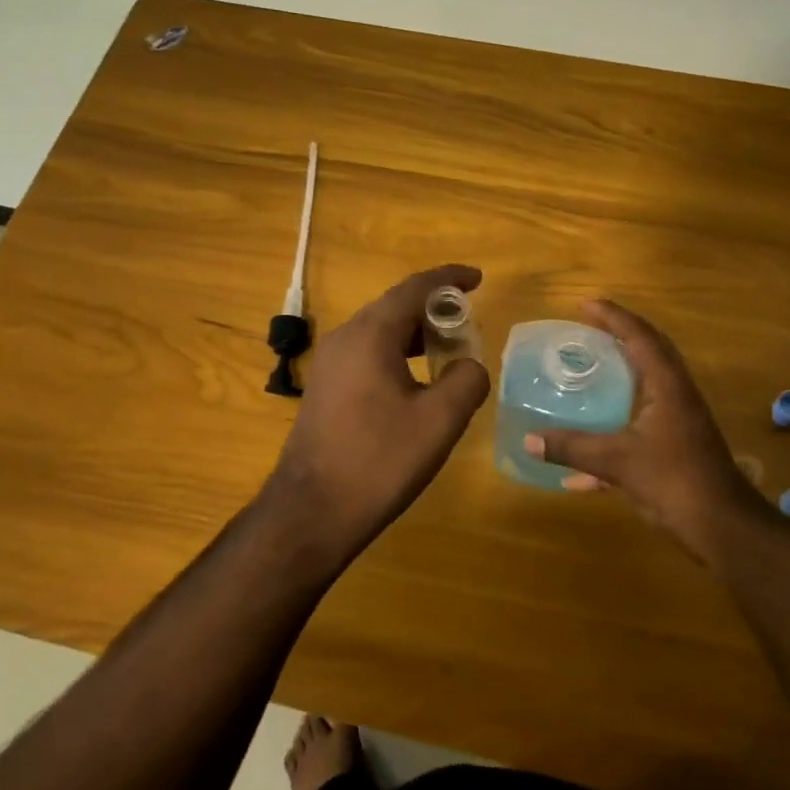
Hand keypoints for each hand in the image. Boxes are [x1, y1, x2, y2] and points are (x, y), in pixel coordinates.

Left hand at [260, 265, 490, 557]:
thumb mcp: (439, 422)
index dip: (449, 279)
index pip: (415, 288)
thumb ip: (467, 381)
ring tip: (448, 346)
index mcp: (370, 335)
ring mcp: (329, 362)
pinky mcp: (324, 386)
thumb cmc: (379, 461)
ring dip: (415, 331)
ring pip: (379, 329)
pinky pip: (366, 351)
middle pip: (394, 305)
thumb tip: (469, 366)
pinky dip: (396, 351)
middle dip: (434, 306)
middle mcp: (344, 337)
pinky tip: (415, 378)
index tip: (478, 279)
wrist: (312, 511)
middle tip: (468, 319)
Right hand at [525, 299, 758, 557]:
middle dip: (619, 336)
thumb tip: (529, 440)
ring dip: (621, 372)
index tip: (584, 304)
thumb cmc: (674, 481)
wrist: (722, 527)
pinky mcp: (677, 446)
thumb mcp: (617, 462)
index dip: (612, 316)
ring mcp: (680, 420)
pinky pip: (642, 421)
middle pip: (649, 351)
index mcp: (667, 385)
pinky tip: (585, 467)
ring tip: (590, 368)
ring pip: (648, 384)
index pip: (639, 336)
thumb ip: (572, 448)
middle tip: (587, 328)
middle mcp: (676, 394)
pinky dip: (617, 425)